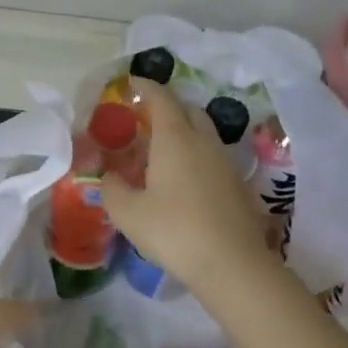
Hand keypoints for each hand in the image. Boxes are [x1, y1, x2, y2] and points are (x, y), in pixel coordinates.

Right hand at [99, 87, 281, 298]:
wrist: (232, 264)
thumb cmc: (174, 231)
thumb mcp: (128, 212)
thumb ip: (112, 188)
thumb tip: (109, 176)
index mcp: (175, 138)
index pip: (161, 99)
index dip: (145, 87)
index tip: (131, 83)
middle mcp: (203, 142)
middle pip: (188, 110)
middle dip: (167, 106)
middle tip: (145, 117)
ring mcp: (225, 162)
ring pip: (204, 133)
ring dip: (184, 131)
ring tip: (162, 149)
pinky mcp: (238, 185)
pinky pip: (213, 156)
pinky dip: (196, 154)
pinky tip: (183, 178)